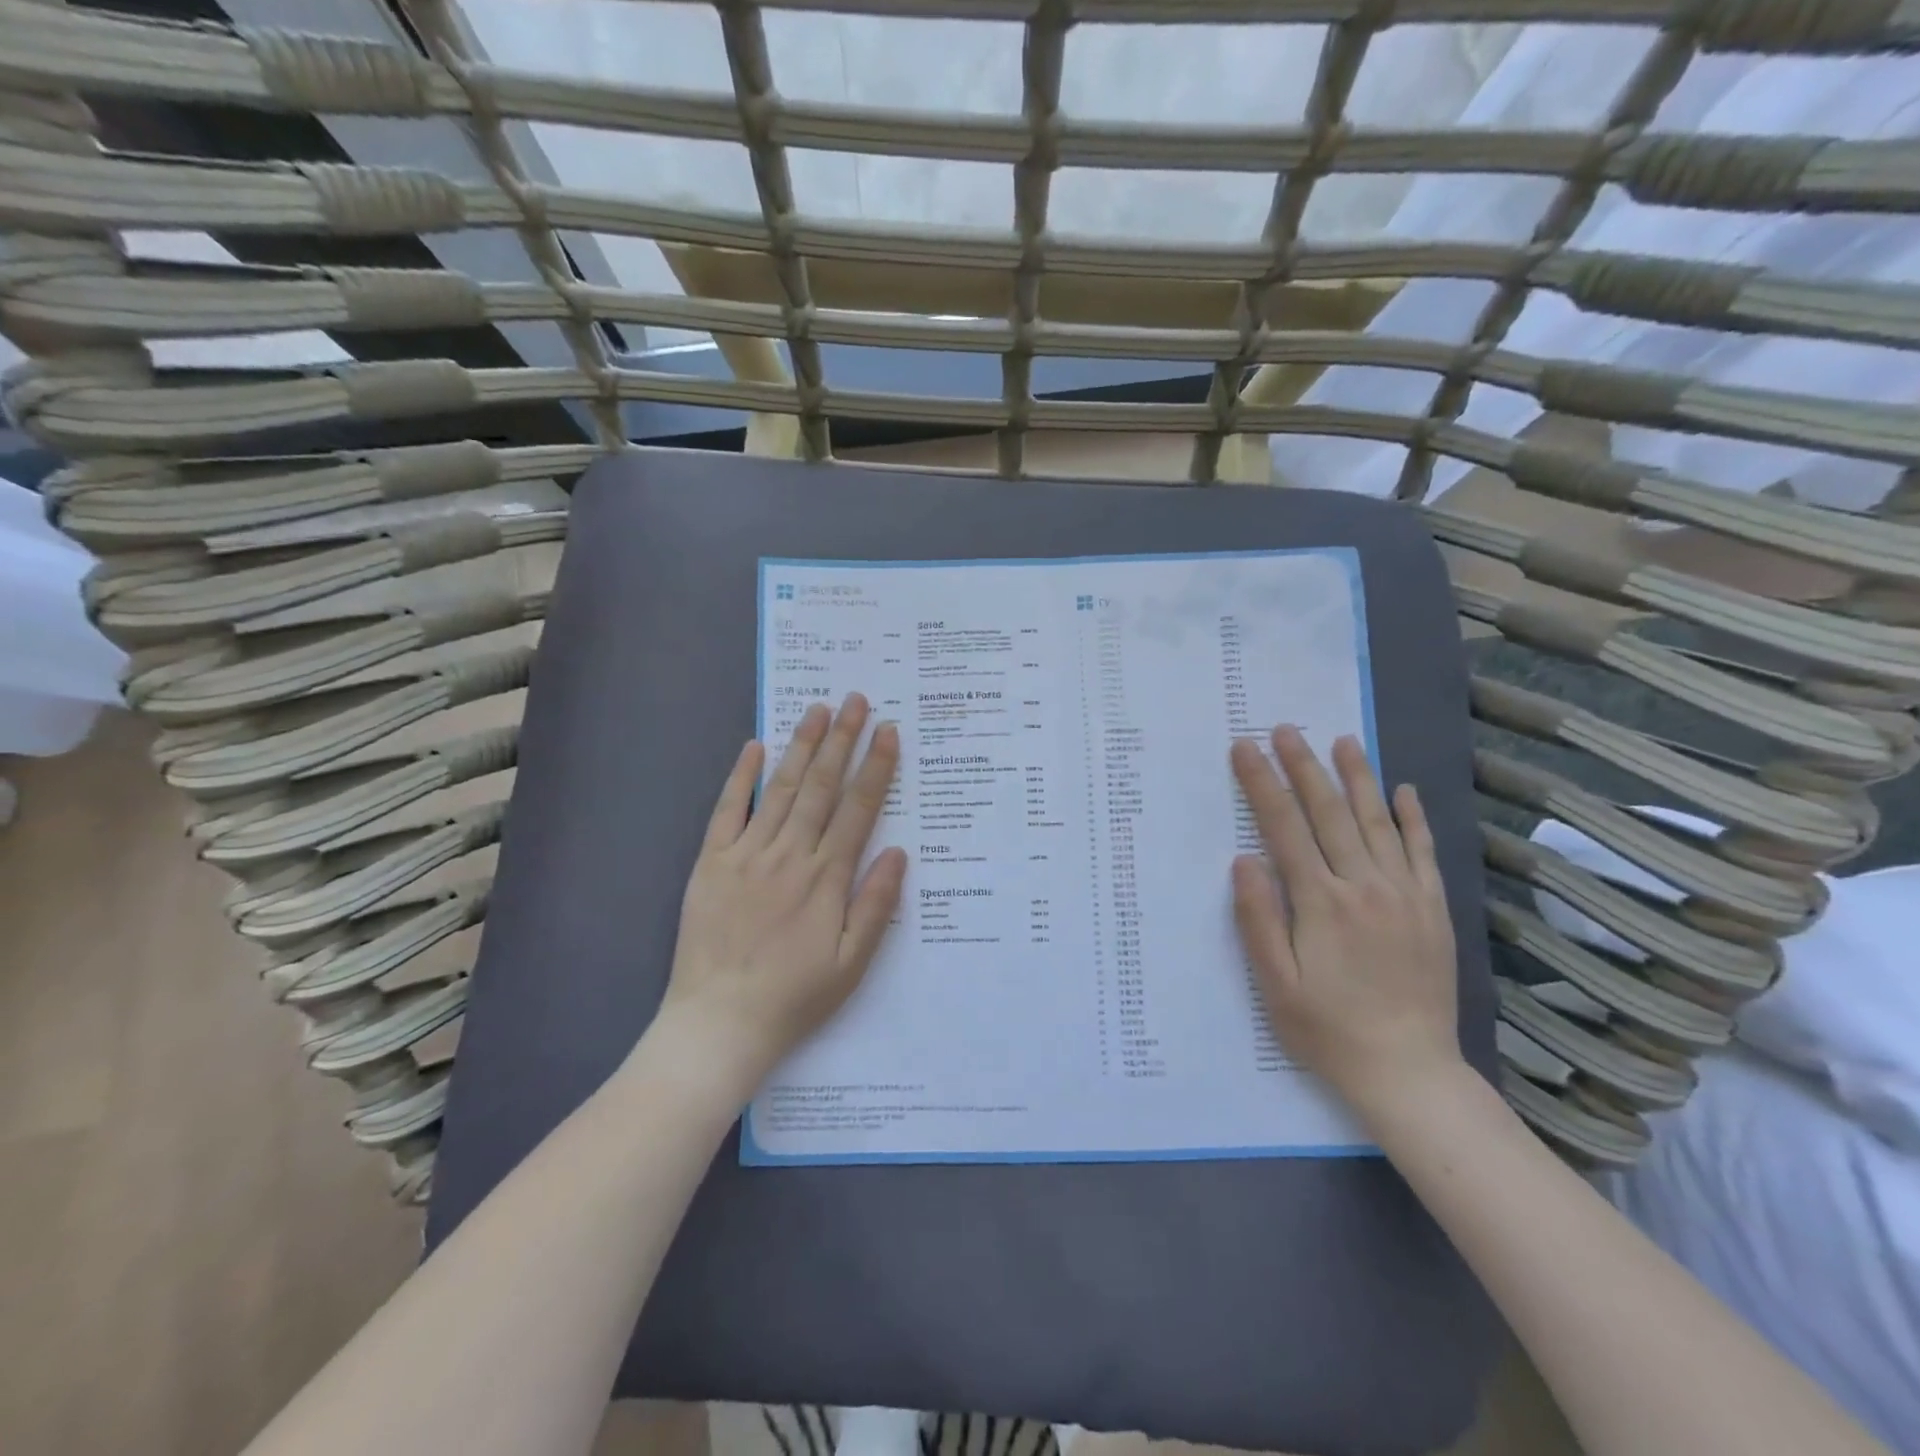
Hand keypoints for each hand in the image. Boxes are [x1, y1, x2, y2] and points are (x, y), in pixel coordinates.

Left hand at [658, 693, 907, 1100]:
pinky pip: (728, 810)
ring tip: (817, 708)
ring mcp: (747, 854)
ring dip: (801, 746)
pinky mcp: (711, 862)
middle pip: (822, 786)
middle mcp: (790, 855)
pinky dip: (742, 776)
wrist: (719, 1023)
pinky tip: (755, 747)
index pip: (858, 808)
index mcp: (827, 878)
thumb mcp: (852, 963)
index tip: (888, 731)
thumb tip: (899, 852)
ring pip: (782, 788)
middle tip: (856, 700)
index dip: (875, 767)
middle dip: (842, 739)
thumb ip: (876, 904)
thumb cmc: (795, 997)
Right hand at [1230, 728, 1461, 1118]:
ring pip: (1378, 822)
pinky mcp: (1433, 910)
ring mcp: (1405, 895)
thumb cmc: (1328, 1029)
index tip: (1246, 748)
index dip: (1262, 783)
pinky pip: (1423, 852)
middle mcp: (1364, 886)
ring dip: (1357, 778)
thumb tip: (1244, 860)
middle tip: (1285, 729)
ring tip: (1342, 740)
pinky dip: (1413, 818)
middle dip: (1303, 767)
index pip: (1284, 827)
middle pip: (1329, 813)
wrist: (1410, 1072)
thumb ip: (1257, 918)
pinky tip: (1403, 791)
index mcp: (1320, 902)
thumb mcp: (1275, 983)